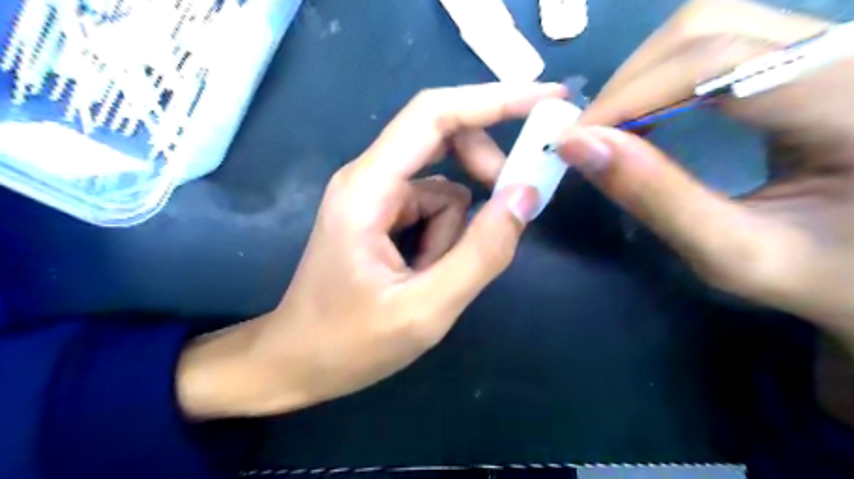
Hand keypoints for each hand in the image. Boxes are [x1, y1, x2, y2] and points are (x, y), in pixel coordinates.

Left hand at [177, 82, 564, 418]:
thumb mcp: (425, 309)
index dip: (495, 99)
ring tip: (432, 276)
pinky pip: (431, 210)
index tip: (549, 98)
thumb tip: (525, 195)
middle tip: (508, 207)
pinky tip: (422, 273)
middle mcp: (369, 178)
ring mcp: (375, 197)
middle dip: (483, 171)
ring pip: (444, 187)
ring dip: (455, 230)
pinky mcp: (381, 215)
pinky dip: (442, 239)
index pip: (436, 114)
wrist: (296, 362)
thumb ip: (481, 252)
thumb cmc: (349, 344)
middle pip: (442, 139)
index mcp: (369, 187)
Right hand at [562, 0, 853, 343]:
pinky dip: (661, 76)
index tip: (575, 140)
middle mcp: (850, 52)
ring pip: (708, 24)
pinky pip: (716, 42)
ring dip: (642, 76)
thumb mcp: (733, 252)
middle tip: (591, 138)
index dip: (630, 94)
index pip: (718, 62)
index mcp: (852, 104)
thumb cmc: (819, 272)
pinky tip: (645, 116)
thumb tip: (577, 145)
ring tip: (614, 130)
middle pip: (708, 26)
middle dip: (630, 82)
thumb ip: (655, 197)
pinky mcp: (805, 57)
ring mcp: (831, 46)